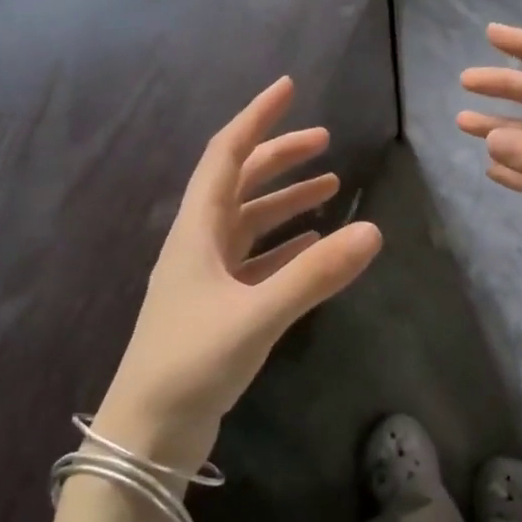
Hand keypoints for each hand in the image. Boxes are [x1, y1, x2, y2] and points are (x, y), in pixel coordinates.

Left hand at [98, 77, 381, 469]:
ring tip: (330, 187)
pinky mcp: (218, 308)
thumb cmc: (191, 363)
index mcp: (196, 232)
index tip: (288, 88)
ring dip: (285, 201)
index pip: (226, 155)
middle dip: (280, 157)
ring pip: (249, 223)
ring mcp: (206, 278)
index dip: (256, 118)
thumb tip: (373, 232)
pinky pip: (256, 262)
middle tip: (326, 142)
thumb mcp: (257, 315)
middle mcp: (198, 245)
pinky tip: (311, 244)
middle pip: (239, 183)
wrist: (148, 433)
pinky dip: (284, 246)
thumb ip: (314, 275)